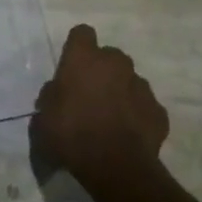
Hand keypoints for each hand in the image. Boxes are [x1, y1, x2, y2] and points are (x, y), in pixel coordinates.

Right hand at [33, 24, 168, 189]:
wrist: (116, 167)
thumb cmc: (71, 135)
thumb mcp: (43, 119)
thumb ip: (49, 99)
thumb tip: (56, 93)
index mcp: (84, 59)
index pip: (82, 33)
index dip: (77, 47)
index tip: (71, 65)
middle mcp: (115, 64)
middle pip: (109, 56)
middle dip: (101, 70)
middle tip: (89, 95)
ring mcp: (141, 86)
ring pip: (129, 81)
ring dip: (120, 92)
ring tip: (110, 118)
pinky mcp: (158, 111)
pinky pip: (144, 106)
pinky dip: (137, 115)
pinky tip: (128, 134)